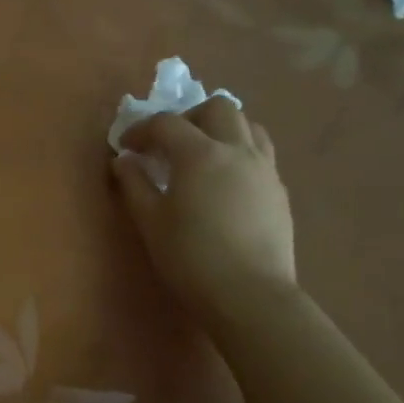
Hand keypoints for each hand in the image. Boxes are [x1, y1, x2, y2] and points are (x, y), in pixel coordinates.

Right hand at [110, 98, 296, 317]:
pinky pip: (260, 153)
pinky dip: (238, 152)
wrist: (250, 294)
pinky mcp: (279, 191)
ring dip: (220, 129)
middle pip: (218, 108)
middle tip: (168, 143)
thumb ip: (134, 184)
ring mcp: (264, 169)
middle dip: (188, 117)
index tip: (126, 148)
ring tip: (201, 154)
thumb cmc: (190, 256)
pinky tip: (224, 181)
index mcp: (200, 154)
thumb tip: (124, 161)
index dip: (141, 130)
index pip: (167, 123)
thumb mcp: (150, 220)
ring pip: (248, 125)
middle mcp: (237, 151)